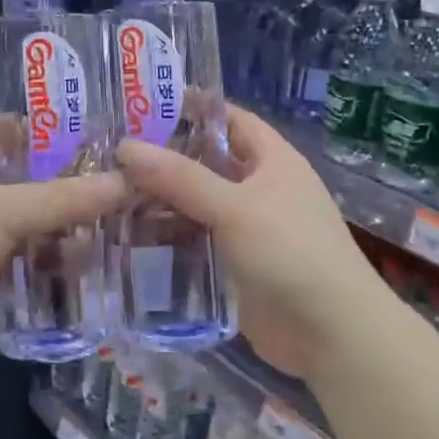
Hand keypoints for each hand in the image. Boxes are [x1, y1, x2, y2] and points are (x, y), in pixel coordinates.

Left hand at [0, 115, 128, 348]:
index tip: (79, 143)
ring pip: (8, 220)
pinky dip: (22, 263)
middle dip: (53, 189)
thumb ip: (66, 199)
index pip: (2, 124)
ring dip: (42, 232)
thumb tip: (126, 182)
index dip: (37, 130)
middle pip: (13, 176)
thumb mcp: (9, 209)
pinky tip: (58, 277)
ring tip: (92, 242)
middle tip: (101, 199)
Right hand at [118, 106, 383, 376]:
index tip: (143, 105)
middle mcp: (259, 187)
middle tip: (110, 152)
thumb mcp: (235, 207)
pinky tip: (129, 234)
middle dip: (165, 157)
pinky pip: (197, 239)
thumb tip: (126, 146)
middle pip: (207, 161)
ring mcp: (247, 227)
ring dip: (161, 199)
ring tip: (108, 192)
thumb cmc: (290, 252)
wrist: (330, 334)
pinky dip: (168, 235)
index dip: (192, 108)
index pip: (230, 119)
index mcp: (272, 160)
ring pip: (197, 202)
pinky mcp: (235, 263)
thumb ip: (180, 178)